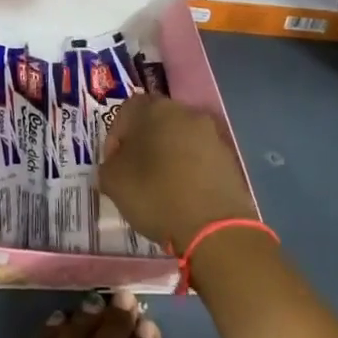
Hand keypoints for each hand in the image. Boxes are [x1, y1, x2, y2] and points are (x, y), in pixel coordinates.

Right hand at [99, 95, 257, 250]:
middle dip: (143, 144)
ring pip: (180, 140)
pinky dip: (189, 171)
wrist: (215, 229)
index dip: (115, 137)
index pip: (126, 111)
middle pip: (156, 122)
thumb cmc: (155, 195)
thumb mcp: (113, 182)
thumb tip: (113, 168)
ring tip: (160, 188)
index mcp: (154, 109)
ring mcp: (212, 135)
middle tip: (134, 173)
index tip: (113, 164)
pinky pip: (200, 159)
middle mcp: (185, 112)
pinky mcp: (230, 159)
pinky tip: (183, 196)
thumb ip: (107, 168)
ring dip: (168, 157)